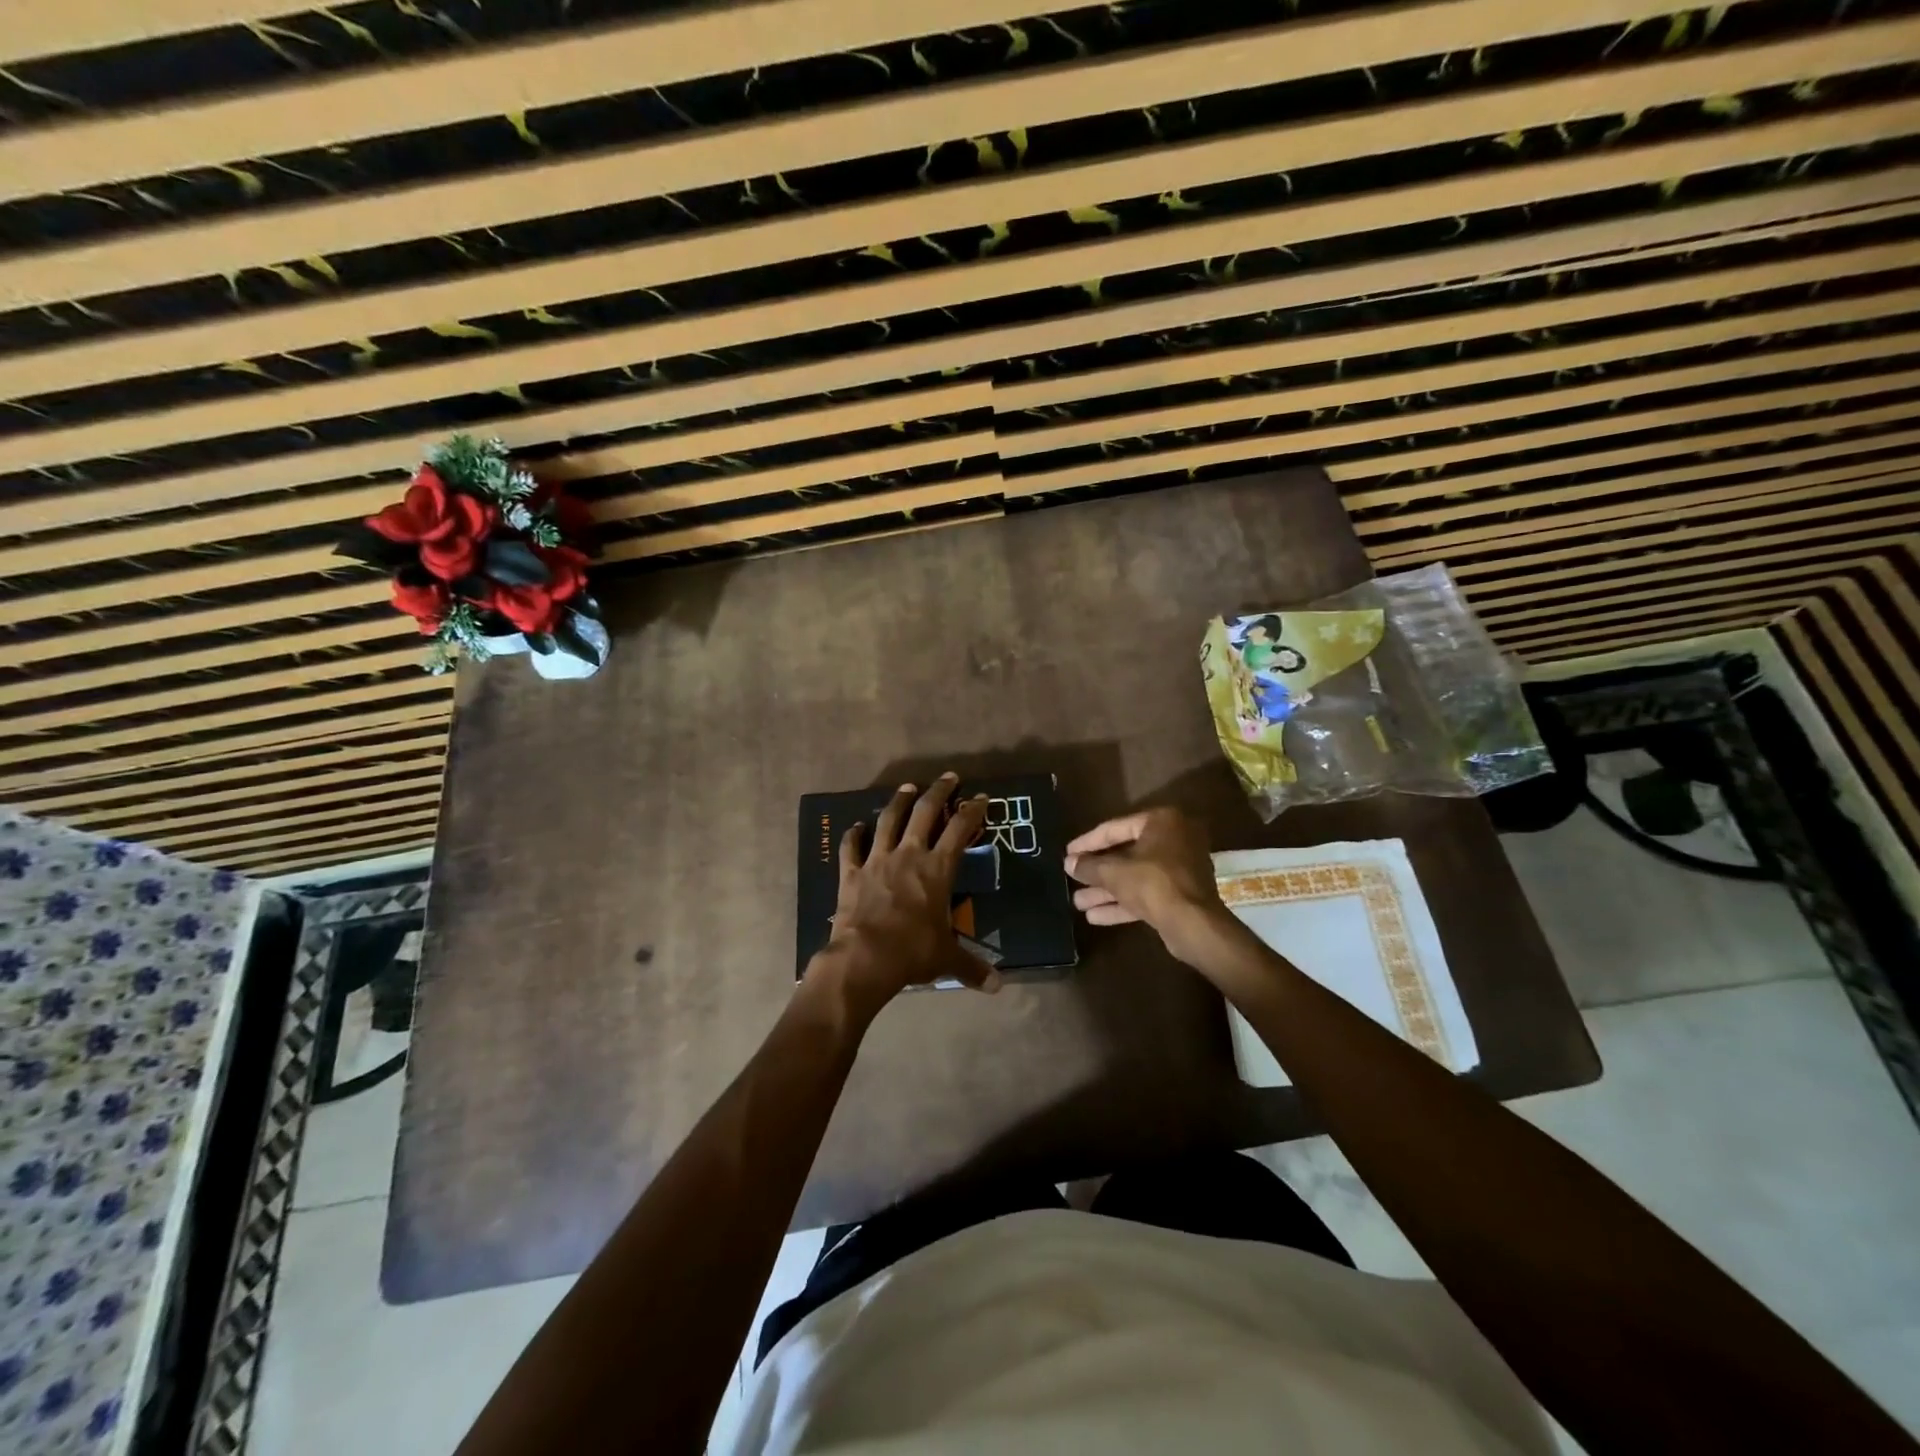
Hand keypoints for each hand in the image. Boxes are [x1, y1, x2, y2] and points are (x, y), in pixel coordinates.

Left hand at [809, 773, 998, 1010]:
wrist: (864, 958)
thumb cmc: (912, 952)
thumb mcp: (947, 958)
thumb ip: (973, 967)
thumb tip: (998, 986)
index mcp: (937, 869)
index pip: (960, 830)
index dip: (972, 811)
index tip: (981, 797)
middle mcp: (909, 855)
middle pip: (925, 813)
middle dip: (938, 792)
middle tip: (948, 777)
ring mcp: (877, 860)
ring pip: (888, 820)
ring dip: (898, 802)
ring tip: (907, 787)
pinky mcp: (852, 873)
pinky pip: (851, 847)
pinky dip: (853, 835)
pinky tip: (855, 826)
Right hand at [1064, 808, 1229, 960]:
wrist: (1193, 924)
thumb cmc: (1152, 883)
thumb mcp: (1113, 872)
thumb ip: (1089, 865)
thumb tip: (1068, 862)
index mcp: (1161, 822)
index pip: (1115, 828)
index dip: (1088, 842)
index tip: (1068, 853)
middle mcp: (1174, 840)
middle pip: (1125, 853)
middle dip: (1097, 871)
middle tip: (1072, 878)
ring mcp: (1180, 869)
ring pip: (1135, 876)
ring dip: (1106, 890)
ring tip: (1077, 902)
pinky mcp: (1181, 895)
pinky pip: (1146, 893)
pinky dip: (1123, 902)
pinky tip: (1095, 916)